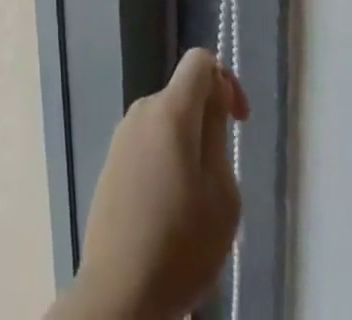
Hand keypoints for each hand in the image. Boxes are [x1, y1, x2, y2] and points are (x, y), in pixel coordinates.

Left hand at [63, 49, 249, 319]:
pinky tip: (171, 212)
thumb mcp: (221, 193)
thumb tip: (213, 95)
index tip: (239, 121)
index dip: (226, 80)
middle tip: (221, 179)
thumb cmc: (182, 244)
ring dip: (188, 147)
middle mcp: (141, 110)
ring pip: (166, 123)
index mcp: (169, 110)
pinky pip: (149, 145)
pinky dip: (167, 163)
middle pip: (182, 95)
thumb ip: (217, 133)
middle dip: (207, 123)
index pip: (199, 61)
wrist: (121, 290)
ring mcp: (122, 135)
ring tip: (198, 204)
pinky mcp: (112, 161)